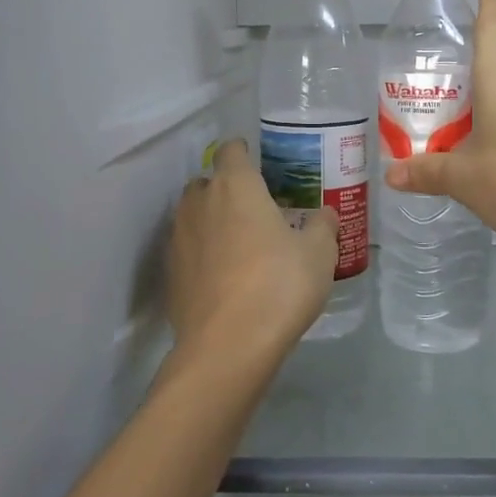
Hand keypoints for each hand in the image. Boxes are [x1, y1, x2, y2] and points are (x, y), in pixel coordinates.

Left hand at [166, 139, 337, 374]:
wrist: (228, 345)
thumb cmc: (279, 285)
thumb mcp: (319, 253)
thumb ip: (323, 225)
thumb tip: (325, 213)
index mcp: (236, 186)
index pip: (231, 150)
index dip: (244, 152)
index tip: (258, 163)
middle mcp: (200, 203)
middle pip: (207, 182)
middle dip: (225, 189)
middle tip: (253, 208)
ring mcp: (179, 238)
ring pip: (192, 216)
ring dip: (210, 221)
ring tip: (238, 243)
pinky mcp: (170, 273)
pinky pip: (187, 250)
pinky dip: (201, 254)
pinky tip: (223, 276)